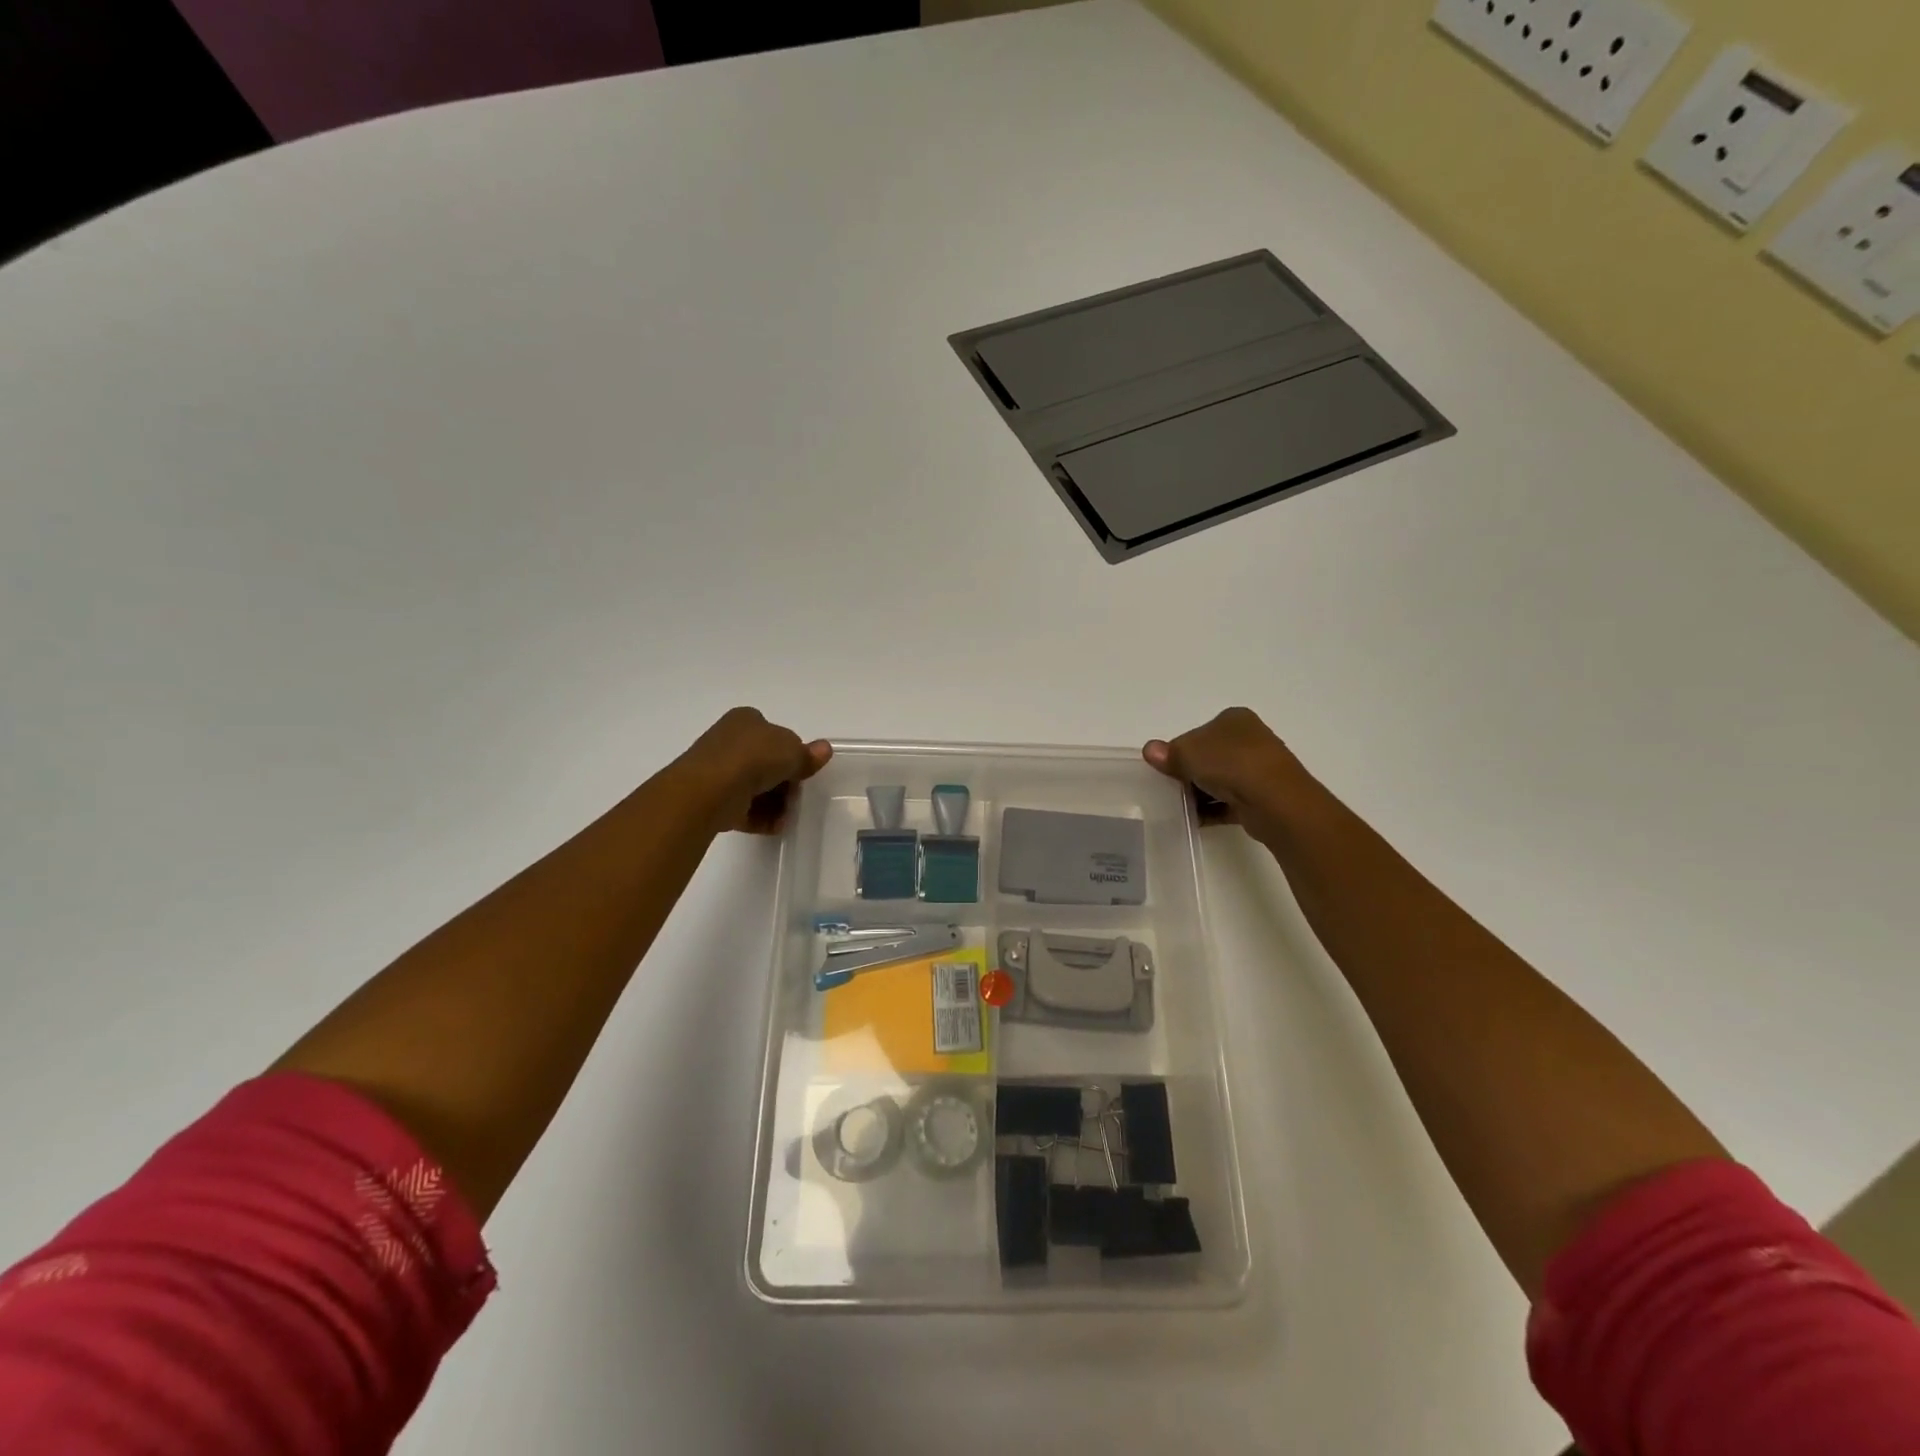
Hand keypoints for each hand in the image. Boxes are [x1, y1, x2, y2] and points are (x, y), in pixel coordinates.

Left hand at [677, 708, 831, 834]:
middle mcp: (729, 741)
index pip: (775, 735)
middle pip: (766, 763)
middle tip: (796, 797)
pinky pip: (743, 807)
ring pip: (756, 787)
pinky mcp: (712, 797)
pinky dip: (760, 817)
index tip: (803, 772)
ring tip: (785, 817)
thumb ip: (808, 754)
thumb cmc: (754, 758)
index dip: (792, 754)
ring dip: (776, 803)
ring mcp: (718, 770)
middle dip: (785, 783)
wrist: (710, 790)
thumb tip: (825, 749)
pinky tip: (774, 826)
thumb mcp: (792, 752)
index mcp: (746, 720)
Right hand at [1143, 708, 1316, 838]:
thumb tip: (1150, 750)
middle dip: (1190, 772)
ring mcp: (1259, 769)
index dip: (1180, 749)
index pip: (1199, 732)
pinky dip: (1212, 810)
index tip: (1166, 767)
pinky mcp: (1262, 796)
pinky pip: (1229, 802)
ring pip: (1220, 779)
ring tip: (1180, 806)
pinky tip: (1195, 819)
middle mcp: (1250, 739)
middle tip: (1170, 787)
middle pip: (1209, 756)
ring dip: (1200, 792)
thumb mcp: (1188, 753)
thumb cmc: (1230, 764)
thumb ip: (1168, 753)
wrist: (1274, 801)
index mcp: (1234, 719)